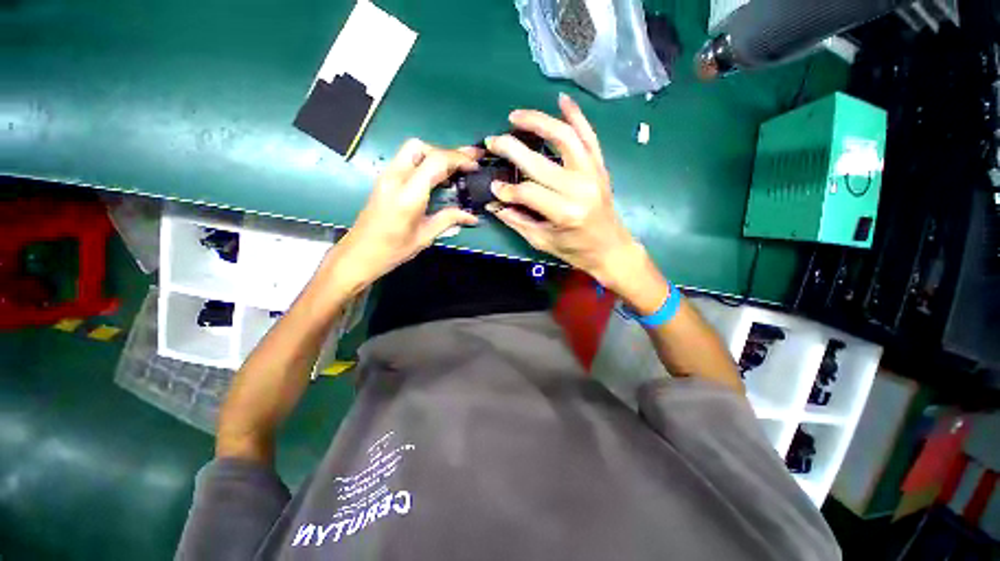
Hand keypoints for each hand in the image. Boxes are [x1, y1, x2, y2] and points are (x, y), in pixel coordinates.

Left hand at [328, 139, 480, 291]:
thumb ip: (448, 220)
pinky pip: (407, 160)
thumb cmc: (393, 249)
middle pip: (421, 147)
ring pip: (412, 150)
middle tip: (466, 164)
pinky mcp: (384, 180)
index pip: (435, 161)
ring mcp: (386, 176)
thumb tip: (472, 216)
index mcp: (408, 194)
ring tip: (455, 170)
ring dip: (435, 155)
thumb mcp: (425, 236)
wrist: (359, 254)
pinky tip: (437, 178)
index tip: (475, 165)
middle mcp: (395, 178)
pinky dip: (425, 162)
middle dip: (446, 152)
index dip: (459, 159)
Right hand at [486, 94, 650, 298]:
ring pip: (564, 137)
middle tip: (493, 141)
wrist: (611, 248)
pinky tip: (562, 100)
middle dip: (511, 148)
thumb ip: (517, 220)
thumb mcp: (542, 242)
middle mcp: (579, 188)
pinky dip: (576, 115)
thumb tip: (494, 202)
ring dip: (538, 121)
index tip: (494, 188)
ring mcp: (592, 173)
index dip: (506, 190)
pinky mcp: (600, 167)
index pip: (527, 192)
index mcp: (565, 212)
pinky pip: (589, 135)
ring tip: (516, 117)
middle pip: (539, 161)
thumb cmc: (576, 250)